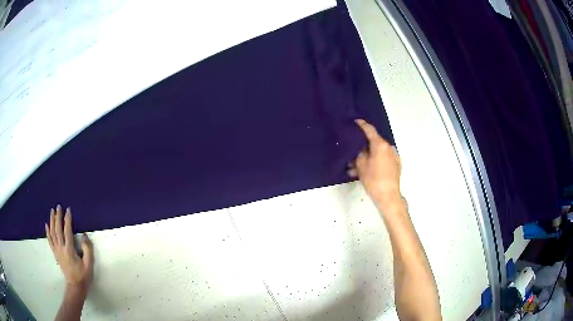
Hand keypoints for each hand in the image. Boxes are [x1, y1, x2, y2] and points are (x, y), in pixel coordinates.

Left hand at [45, 205, 93, 291]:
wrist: (76, 286)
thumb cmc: (83, 276)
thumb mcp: (89, 264)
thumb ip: (87, 249)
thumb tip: (84, 235)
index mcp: (69, 250)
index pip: (67, 231)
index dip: (67, 220)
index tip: (68, 210)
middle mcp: (61, 248)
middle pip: (57, 229)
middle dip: (58, 217)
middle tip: (58, 206)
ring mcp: (57, 250)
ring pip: (52, 233)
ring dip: (52, 221)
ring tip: (52, 211)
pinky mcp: (55, 253)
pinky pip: (50, 240)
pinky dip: (47, 232)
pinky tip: (46, 225)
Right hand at [348, 119, 401, 209]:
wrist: (388, 196)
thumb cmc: (373, 179)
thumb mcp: (361, 165)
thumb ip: (359, 153)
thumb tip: (360, 148)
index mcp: (380, 145)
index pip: (370, 130)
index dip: (362, 124)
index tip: (356, 121)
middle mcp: (389, 147)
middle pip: (374, 142)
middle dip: (363, 147)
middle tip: (353, 152)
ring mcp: (394, 156)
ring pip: (378, 152)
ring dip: (368, 157)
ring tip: (357, 167)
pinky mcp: (396, 165)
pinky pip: (383, 159)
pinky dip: (375, 162)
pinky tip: (367, 171)